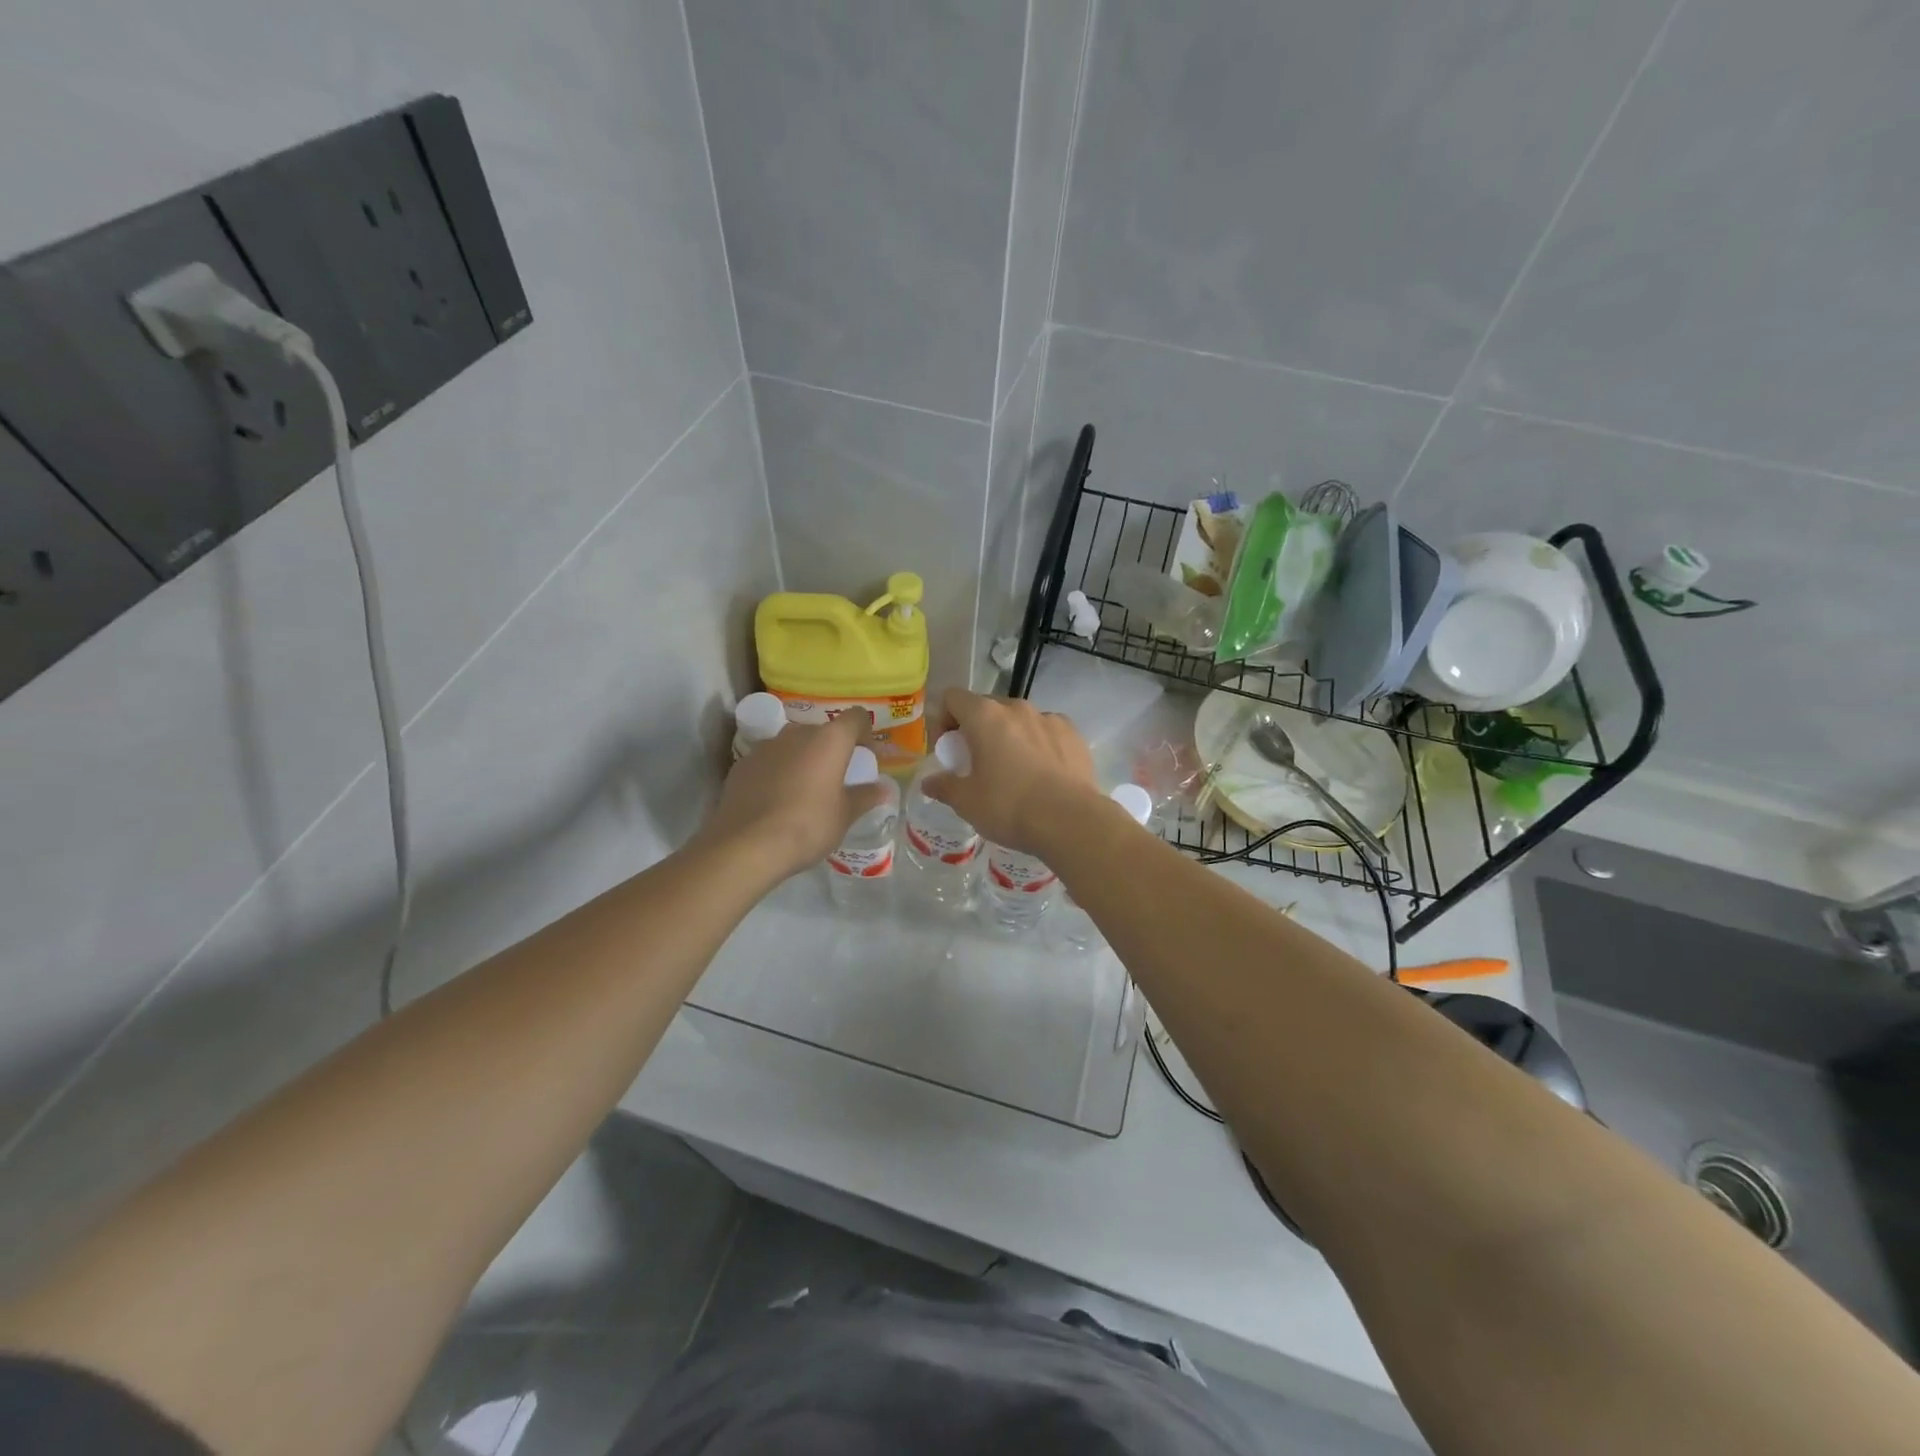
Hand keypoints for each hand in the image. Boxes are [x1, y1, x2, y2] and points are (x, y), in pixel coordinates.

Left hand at [699, 711, 888, 880]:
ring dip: (802, 759)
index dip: (865, 733)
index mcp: (829, 740)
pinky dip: (777, 772)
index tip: (866, 756)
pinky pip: (768, 761)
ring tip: (804, 790)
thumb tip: (882, 789)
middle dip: (832, 750)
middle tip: (836, 778)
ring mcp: (765, 747)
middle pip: (822, 731)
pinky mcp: (741, 765)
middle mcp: (796, 733)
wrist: (746, 845)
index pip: (855, 718)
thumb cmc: (808, 825)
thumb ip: (865, 797)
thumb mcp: (844, 816)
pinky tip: (776, 801)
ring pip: (792, 745)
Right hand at [921, 689, 1100, 855]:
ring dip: (1009, 737)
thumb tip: (929, 783)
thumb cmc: (1009, 807)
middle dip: (976, 730)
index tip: (948, 750)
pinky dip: (1038, 745)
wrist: (1071, 821)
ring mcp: (1049, 718)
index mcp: (985, 716)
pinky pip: (1046, 732)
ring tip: (1014, 771)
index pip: (952, 698)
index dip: (943, 720)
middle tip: (977, 764)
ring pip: (1019, 720)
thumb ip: (944, 787)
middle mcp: (1017, 708)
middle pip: (986, 707)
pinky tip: (1042, 775)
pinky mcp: (1073, 734)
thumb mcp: (967, 802)